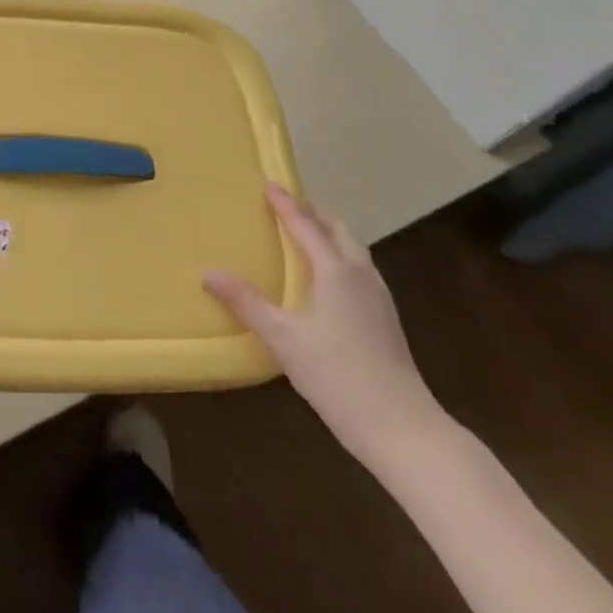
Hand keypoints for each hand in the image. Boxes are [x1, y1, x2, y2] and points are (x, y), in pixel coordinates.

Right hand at [204, 184, 444, 468]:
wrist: (403, 430)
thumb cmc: (338, 376)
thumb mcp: (283, 339)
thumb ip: (246, 302)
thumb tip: (208, 273)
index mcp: (336, 271)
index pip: (305, 225)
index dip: (285, 203)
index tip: (268, 182)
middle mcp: (361, 275)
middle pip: (338, 230)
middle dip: (313, 211)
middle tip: (288, 203)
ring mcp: (378, 297)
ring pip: (353, 249)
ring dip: (329, 232)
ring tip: (306, 232)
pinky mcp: (385, 319)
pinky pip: (359, 269)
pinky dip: (339, 255)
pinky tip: (327, 277)